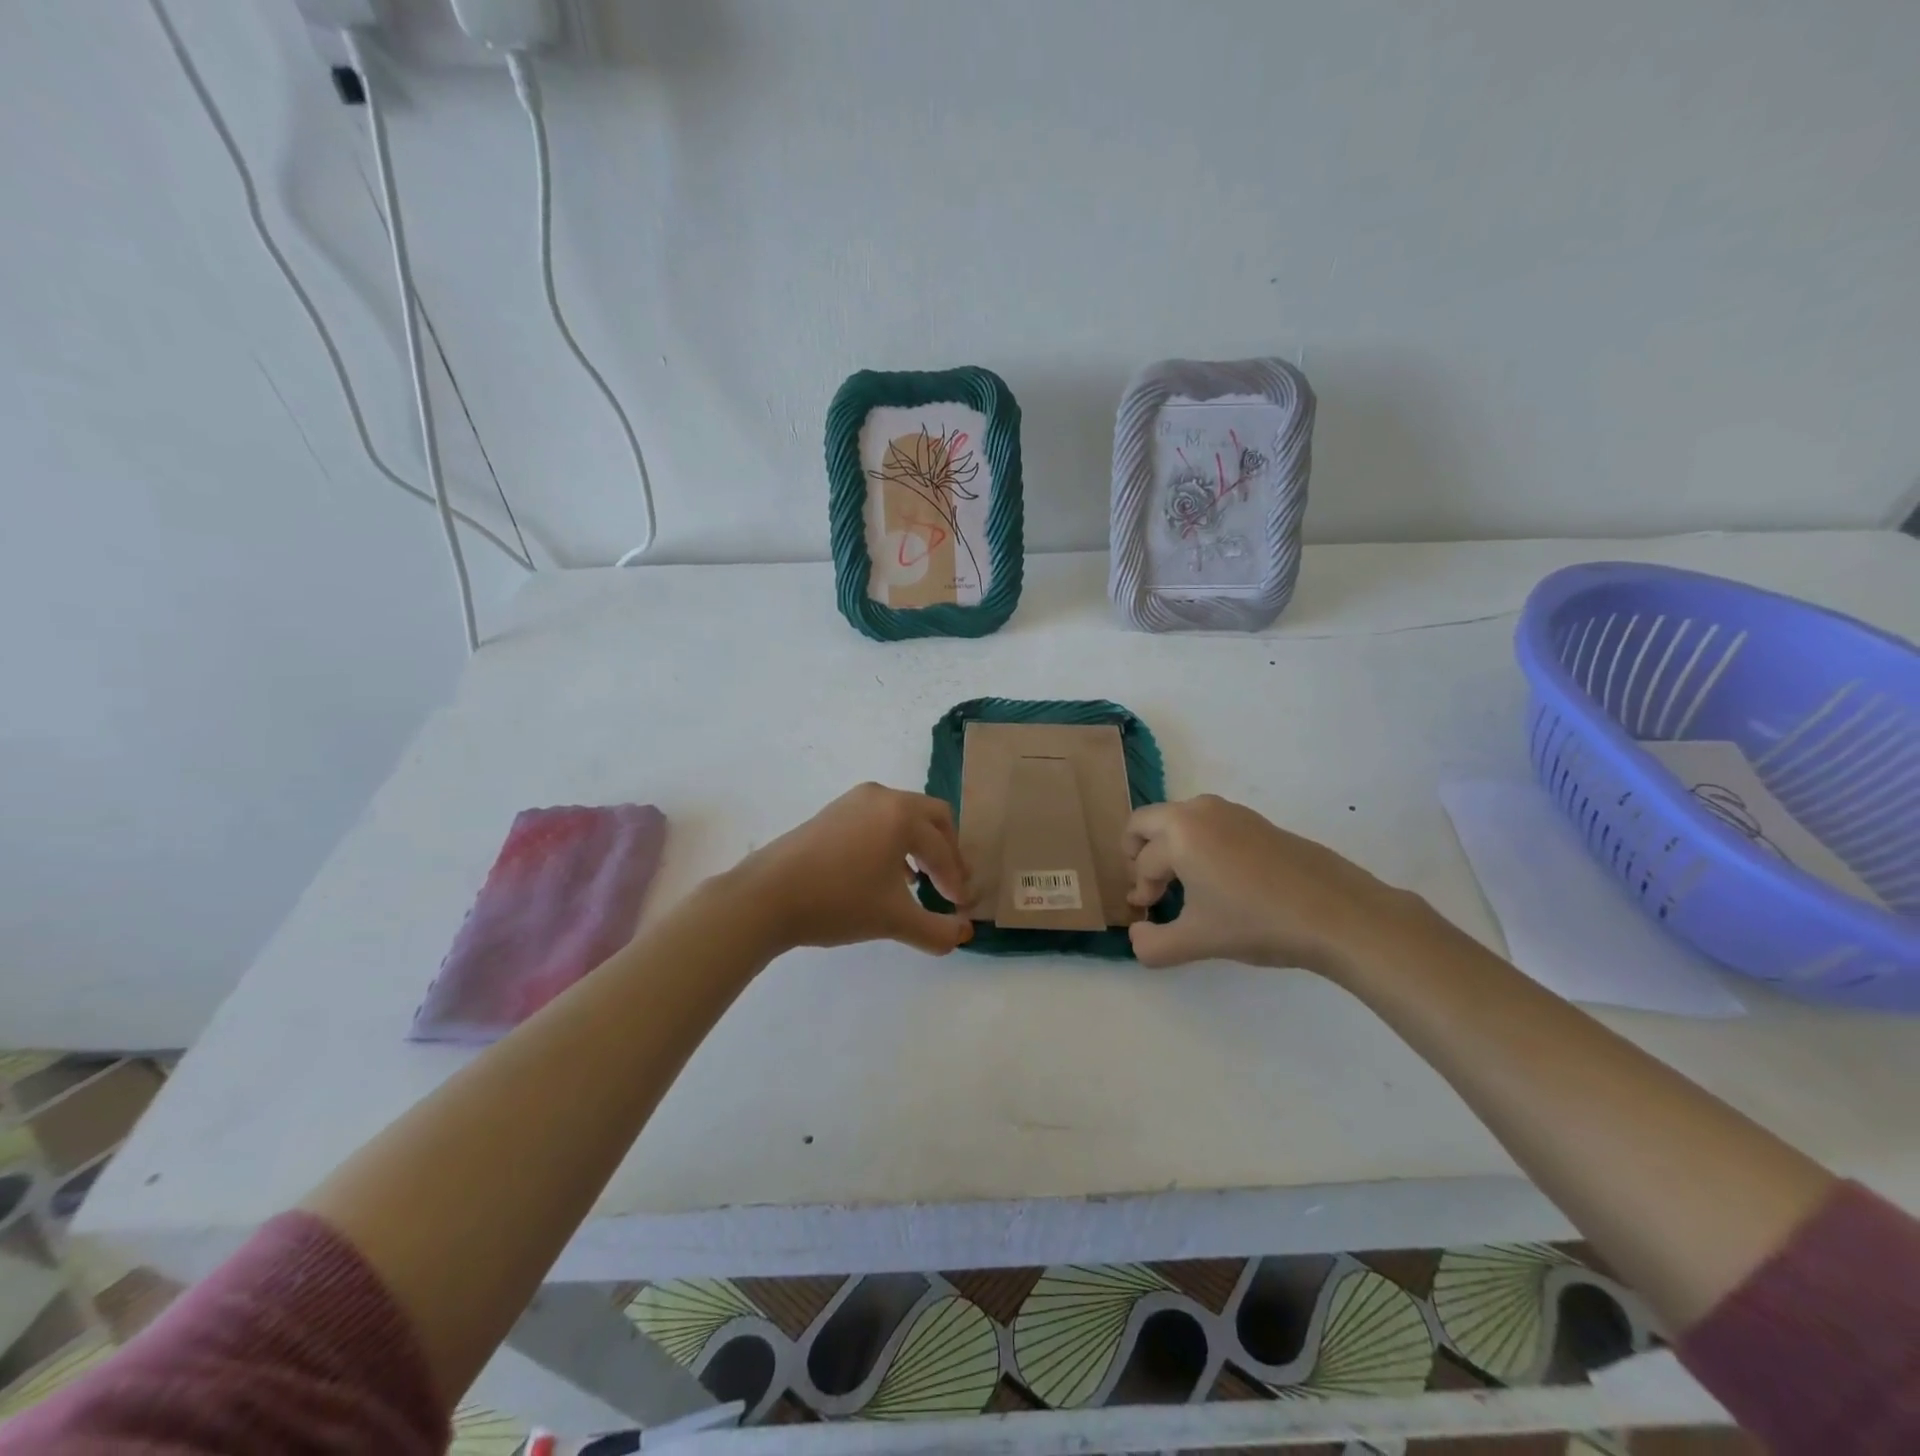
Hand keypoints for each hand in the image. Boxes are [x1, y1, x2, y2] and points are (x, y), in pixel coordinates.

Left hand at [727, 783, 973, 956]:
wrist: (766, 896)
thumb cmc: (838, 902)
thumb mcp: (893, 920)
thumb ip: (936, 931)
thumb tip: (963, 935)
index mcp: (902, 815)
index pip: (942, 849)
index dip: (955, 880)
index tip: (960, 907)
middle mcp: (883, 797)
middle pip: (932, 817)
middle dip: (945, 851)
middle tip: (950, 883)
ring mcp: (854, 800)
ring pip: (904, 816)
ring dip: (919, 845)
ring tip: (920, 881)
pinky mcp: (833, 811)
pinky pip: (878, 819)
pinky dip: (892, 841)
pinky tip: (886, 873)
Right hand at [1124, 794, 1411, 973]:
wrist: (1339, 914)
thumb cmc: (1257, 923)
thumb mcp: (1198, 941)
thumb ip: (1153, 945)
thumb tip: (1136, 936)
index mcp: (1179, 833)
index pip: (1143, 863)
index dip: (1140, 891)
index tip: (1148, 913)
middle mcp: (1199, 812)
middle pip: (1146, 821)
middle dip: (1138, 853)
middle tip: (1150, 886)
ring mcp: (1231, 812)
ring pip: (1179, 819)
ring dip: (1169, 846)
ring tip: (1184, 884)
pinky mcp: (1257, 821)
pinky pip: (1209, 824)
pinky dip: (1198, 844)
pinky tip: (1222, 880)